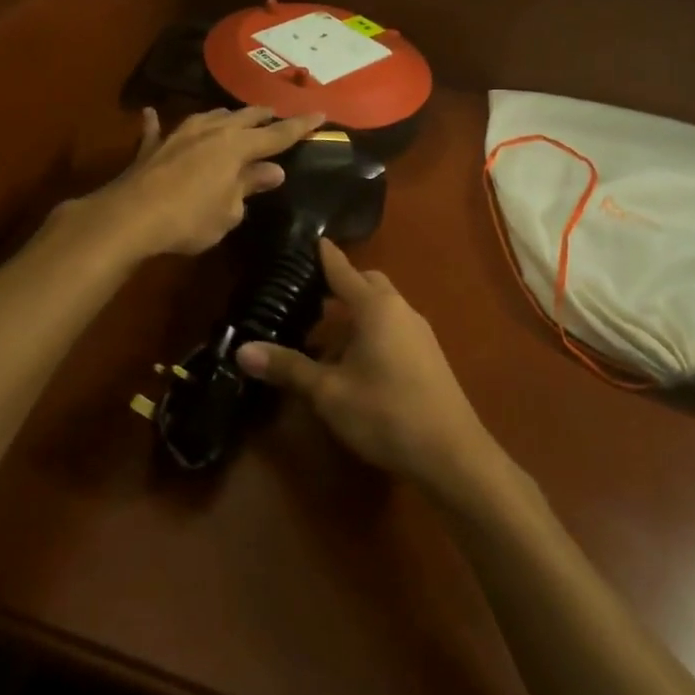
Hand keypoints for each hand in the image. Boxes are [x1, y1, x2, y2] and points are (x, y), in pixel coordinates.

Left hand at [94, 105, 323, 258]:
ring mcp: (178, 134)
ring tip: (234, 118)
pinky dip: (157, 123)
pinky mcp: (151, 147)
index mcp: (236, 146)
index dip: (300, 126)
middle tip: (276, 116)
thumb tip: (272, 171)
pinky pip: (157, 129)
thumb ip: (249, 186)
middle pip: (244, 117)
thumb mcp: (229, 211)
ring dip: (224, 117)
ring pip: (208, 116)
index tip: (320, 114)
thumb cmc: (189, 219)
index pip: (277, 134)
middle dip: (263, 116)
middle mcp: (210, 131)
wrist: (131, 217)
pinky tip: (152, 114)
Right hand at [236, 240, 502, 497]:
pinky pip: (393, 328)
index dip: (324, 255)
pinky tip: (353, 363)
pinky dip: (370, 332)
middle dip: (341, 284)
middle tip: (308, 295)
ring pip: (382, 308)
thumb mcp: (328, 392)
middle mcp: (401, 310)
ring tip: (323, 336)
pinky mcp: (428, 356)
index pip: (343, 270)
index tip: (309, 240)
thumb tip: (242, 351)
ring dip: (355, 314)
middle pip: (368, 284)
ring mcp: (419, 333)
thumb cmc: (385, 413)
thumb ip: (288, 367)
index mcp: (376, 308)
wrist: (452, 454)